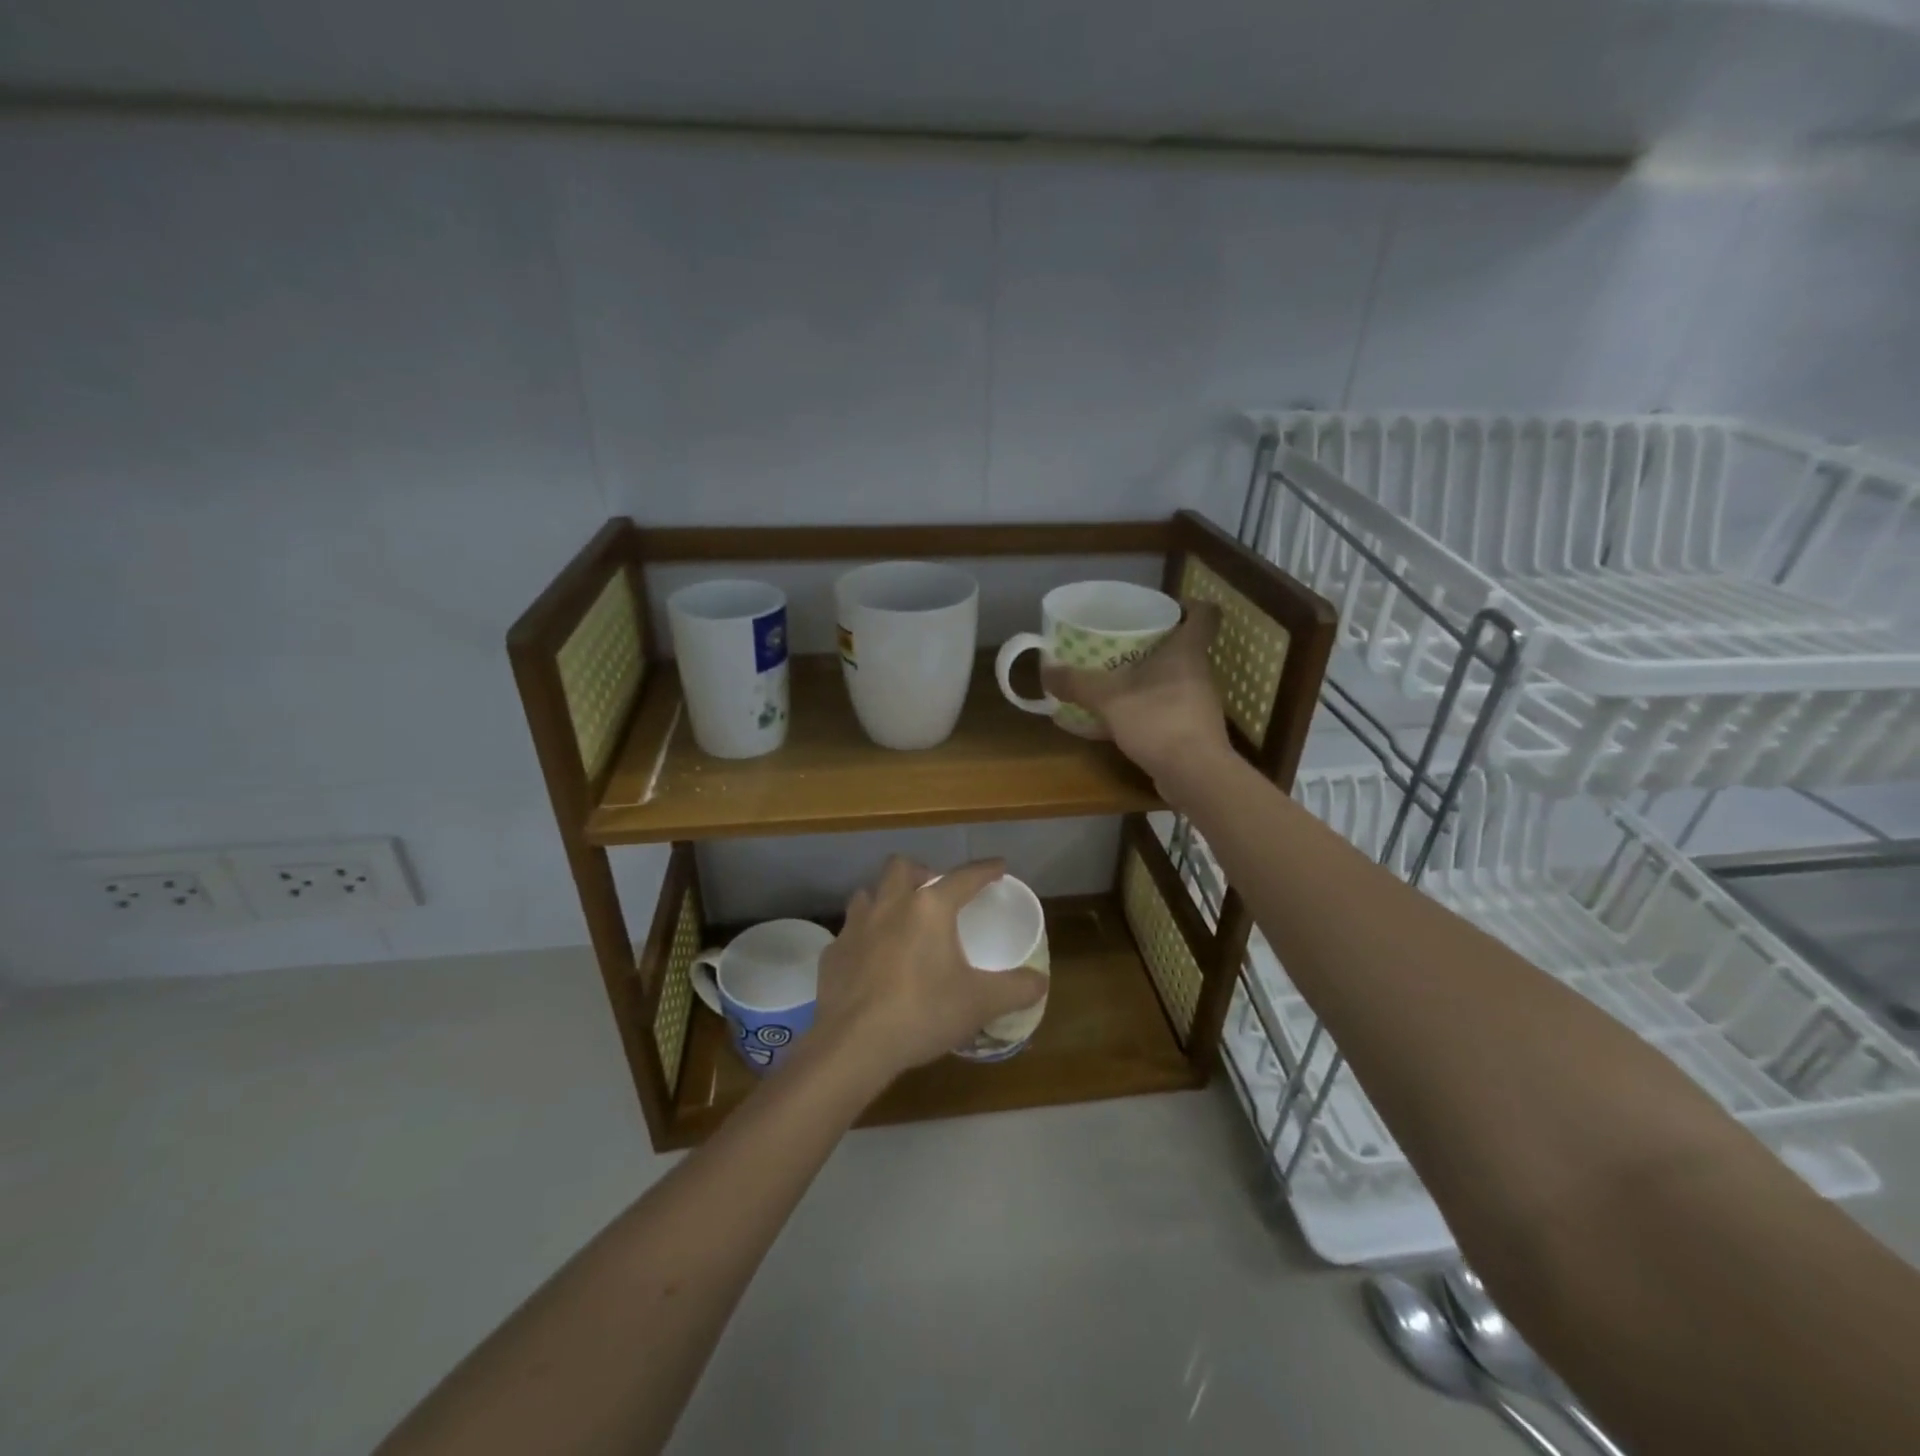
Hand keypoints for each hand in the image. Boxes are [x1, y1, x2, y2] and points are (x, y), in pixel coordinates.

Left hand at [811, 856, 1048, 1088]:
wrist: (853, 1045)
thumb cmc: (923, 1012)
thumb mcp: (980, 1003)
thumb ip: (1016, 989)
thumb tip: (1040, 982)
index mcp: (929, 908)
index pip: (964, 877)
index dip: (985, 870)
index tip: (998, 866)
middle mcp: (890, 905)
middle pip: (901, 867)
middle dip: (920, 872)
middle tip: (934, 892)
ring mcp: (855, 927)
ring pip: (868, 894)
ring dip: (885, 899)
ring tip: (899, 921)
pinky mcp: (832, 954)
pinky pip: (849, 933)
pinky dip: (863, 938)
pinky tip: (871, 961)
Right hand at [1040, 601, 1232, 788]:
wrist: (1194, 774)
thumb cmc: (1158, 720)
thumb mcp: (1108, 698)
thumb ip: (1077, 683)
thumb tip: (1046, 670)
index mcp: (1187, 651)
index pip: (1205, 614)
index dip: (1190, 605)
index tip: (1166, 607)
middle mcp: (1199, 672)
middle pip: (1185, 647)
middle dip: (1157, 644)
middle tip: (1124, 643)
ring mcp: (1199, 703)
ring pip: (1176, 679)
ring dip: (1150, 679)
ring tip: (1118, 680)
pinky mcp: (1194, 731)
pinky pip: (1169, 709)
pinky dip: (1148, 710)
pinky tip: (1121, 720)